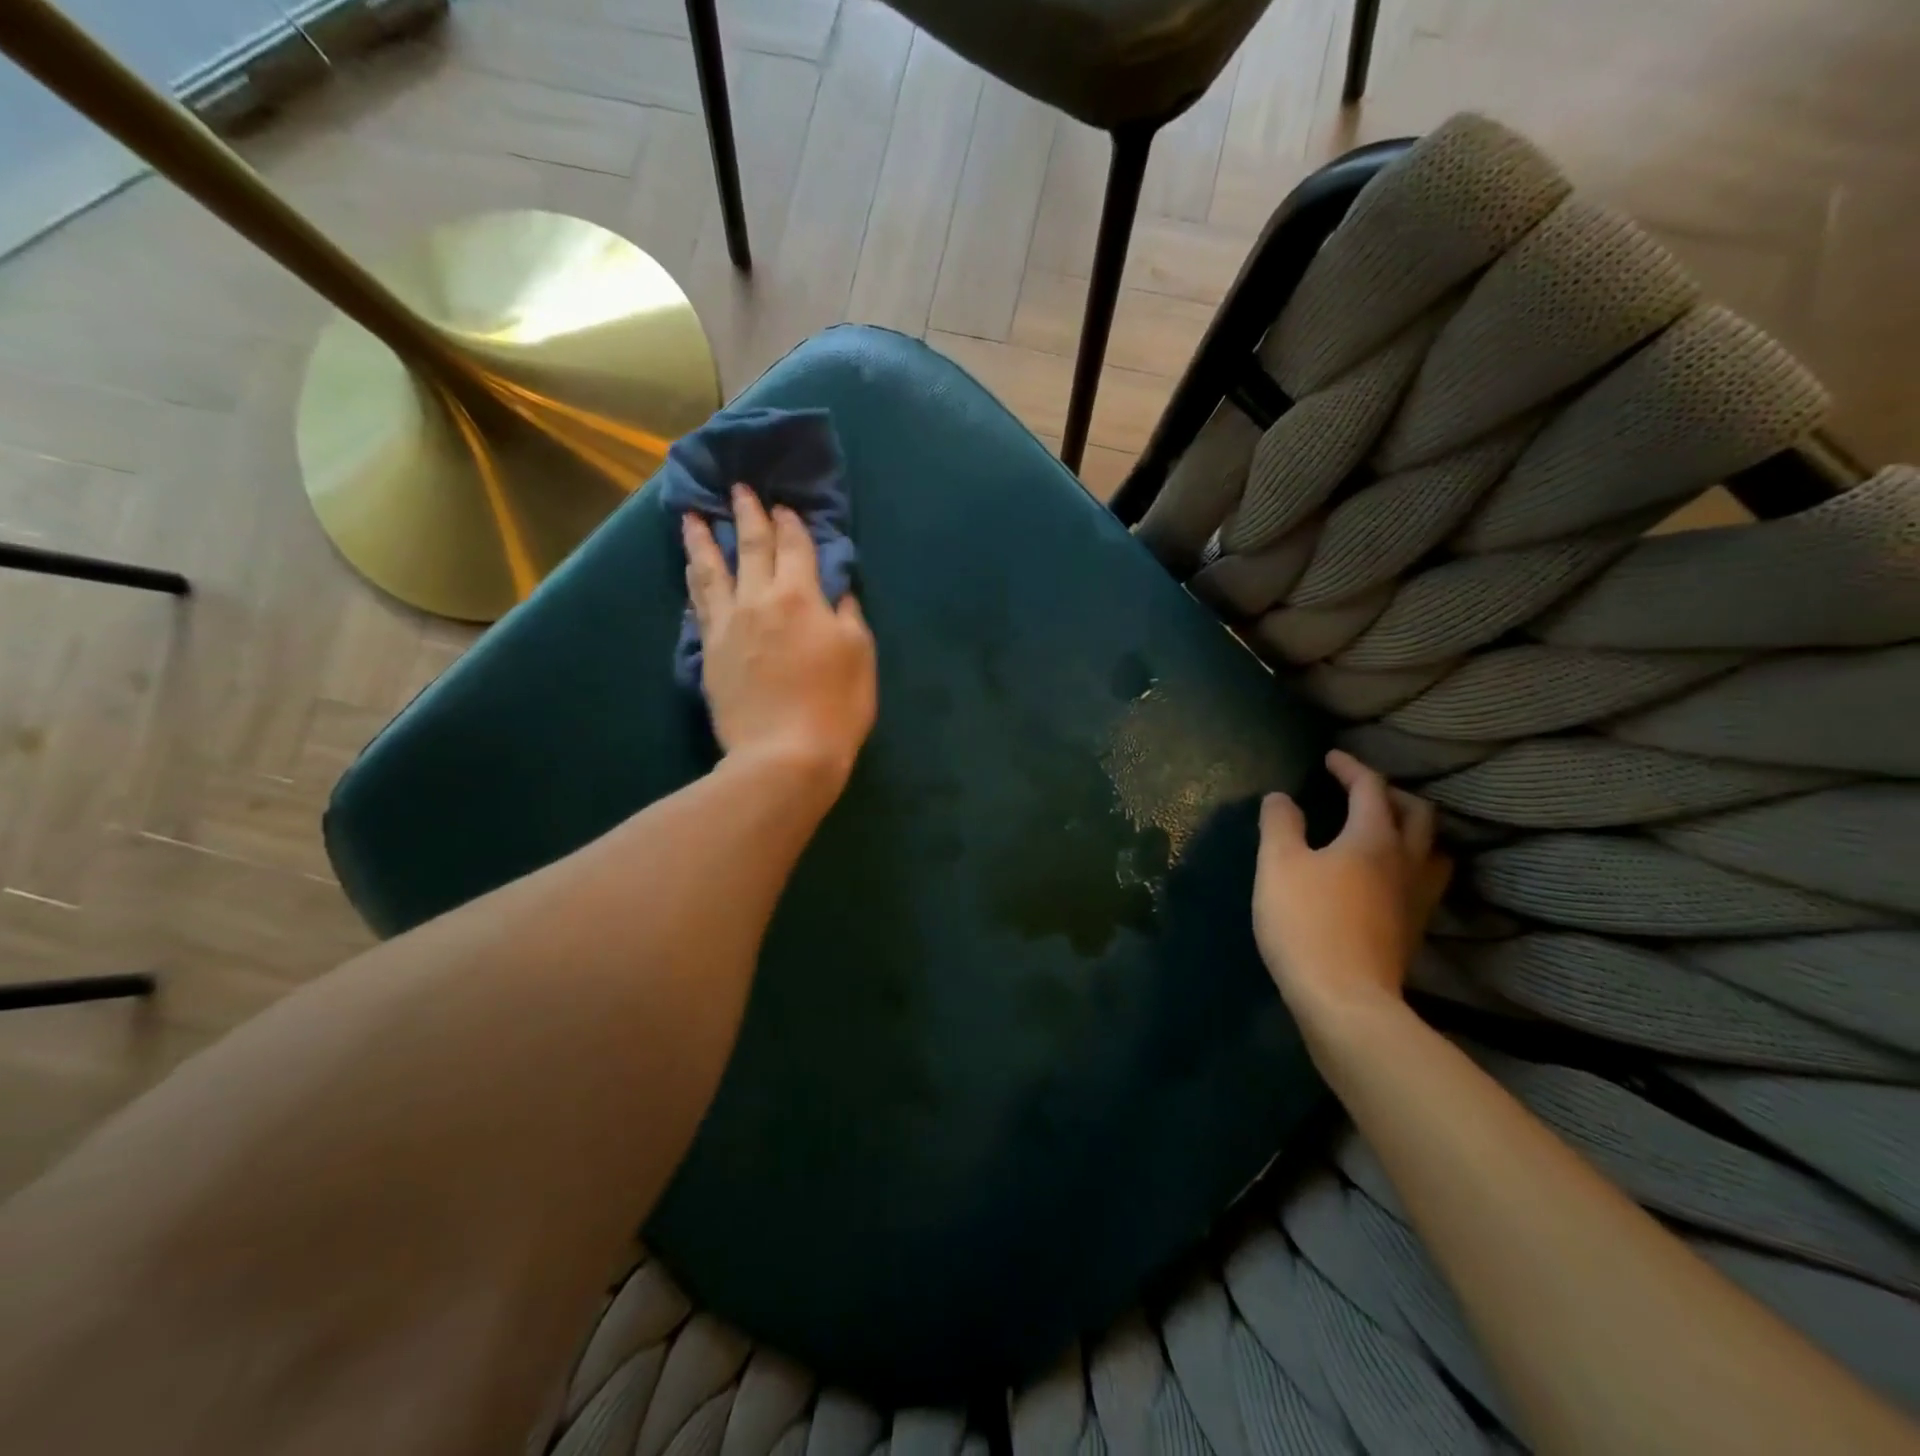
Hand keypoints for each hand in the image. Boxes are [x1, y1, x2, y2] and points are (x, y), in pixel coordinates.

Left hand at [682, 485, 876, 792]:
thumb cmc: (835, 705)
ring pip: (712, 570)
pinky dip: (695, 583)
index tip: (783, 505)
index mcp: (801, 596)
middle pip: (752, 547)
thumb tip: (836, 590)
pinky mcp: (709, 652)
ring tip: (692, 517)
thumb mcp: (859, 655)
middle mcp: (759, 600)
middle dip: (747, 515)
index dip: (791, 523)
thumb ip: (846, 615)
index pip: (795, 547)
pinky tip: (692, 574)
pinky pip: (699, 606)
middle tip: (738, 489)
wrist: (784, 754)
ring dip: (704, 540)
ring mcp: (728, 625)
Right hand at [1253, 750, 1450, 1026]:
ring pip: (1432, 850)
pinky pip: (1423, 881)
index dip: (1351, 767)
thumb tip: (1281, 798)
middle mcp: (1406, 862)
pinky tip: (1385, 878)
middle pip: (1417, 814)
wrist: (1344, 999)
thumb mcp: (1278, 865)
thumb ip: (1280, 824)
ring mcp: (1415, 899)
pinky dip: (1409, 864)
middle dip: (1390, 794)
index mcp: (1373, 838)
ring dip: (1412, 830)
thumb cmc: (1306, 922)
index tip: (1330, 758)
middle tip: (1361, 791)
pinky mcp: (1412, 929)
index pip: (1371, 788)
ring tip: (1387, 831)